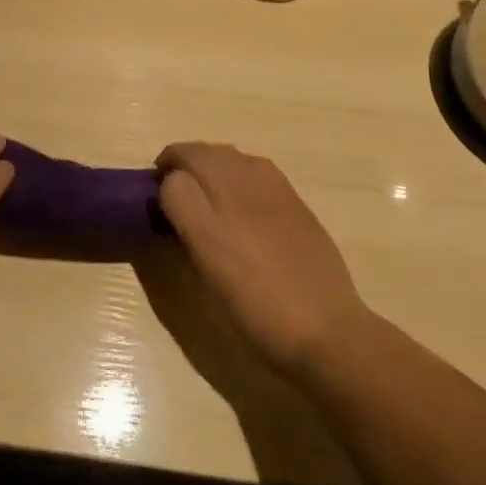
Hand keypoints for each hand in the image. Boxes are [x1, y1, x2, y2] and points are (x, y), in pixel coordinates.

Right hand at [156, 142, 367, 381]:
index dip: (162, 184)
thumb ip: (187, 229)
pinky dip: (237, 168)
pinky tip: (240, 192)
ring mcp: (269, 190)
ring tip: (205, 184)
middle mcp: (239, 193)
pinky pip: (254, 164)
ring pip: (226, 153)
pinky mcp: (292, 195)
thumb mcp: (209, 279)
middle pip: (199, 153)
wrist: (327, 331)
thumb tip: (175, 200)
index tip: (158, 202)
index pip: (174, 177)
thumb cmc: (259, 315)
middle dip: (181, 161)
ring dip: (208, 160)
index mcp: (213, 222)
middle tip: (174, 185)